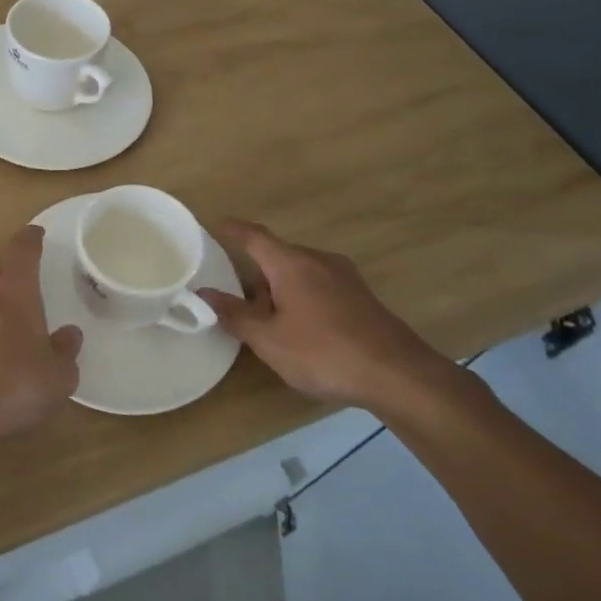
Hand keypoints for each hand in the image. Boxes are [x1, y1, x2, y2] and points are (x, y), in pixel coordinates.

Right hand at [197, 220, 461, 414]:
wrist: (397, 375)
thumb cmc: (323, 352)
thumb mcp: (268, 339)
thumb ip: (234, 314)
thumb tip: (203, 293)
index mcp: (292, 263)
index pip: (255, 237)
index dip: (234, 231)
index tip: (216, 226)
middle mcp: (319, 260)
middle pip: (278, 256)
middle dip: (255, 273)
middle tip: (235, 298)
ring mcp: (345, 277)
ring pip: (300, 273)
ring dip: (279, 289)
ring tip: (266, 320)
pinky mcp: (361, 297)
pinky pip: (320, 286)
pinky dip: (301, 297)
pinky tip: (300, 329)